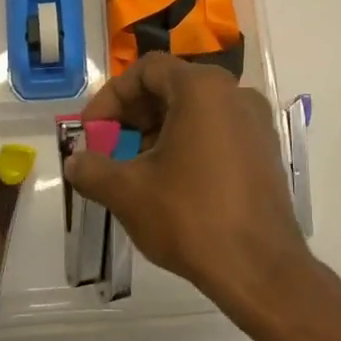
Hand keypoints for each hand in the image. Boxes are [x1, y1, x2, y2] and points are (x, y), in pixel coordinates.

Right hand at [65, 52, 311, 314]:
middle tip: (109, 148)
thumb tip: (75, 162)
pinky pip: (218, 130)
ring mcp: (256, 122)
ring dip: (159, 131)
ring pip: (195, 110)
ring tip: (137, 169)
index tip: (92, 132)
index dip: (111, 97)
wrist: (260, 269)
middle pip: (172, 86)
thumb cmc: (190, 217)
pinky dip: (188, 143)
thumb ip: (92, 169)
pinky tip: (172, 182)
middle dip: (133, 115)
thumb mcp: (128, 192)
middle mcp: (234, 93)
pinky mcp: (266, 151)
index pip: (146, 70)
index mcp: (202, 88)